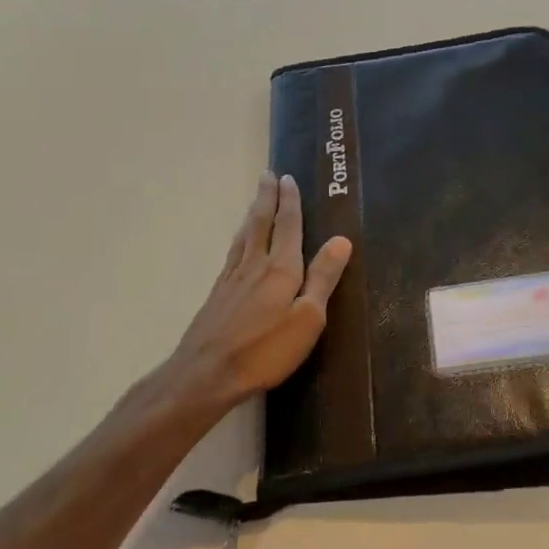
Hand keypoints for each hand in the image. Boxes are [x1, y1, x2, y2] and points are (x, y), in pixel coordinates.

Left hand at [163, 172, 352, 415]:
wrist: (207, 373)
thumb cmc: (265, 350)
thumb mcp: (308, 318)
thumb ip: (323, 278)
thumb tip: (341, 240)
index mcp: (280, 268)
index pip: (287, 226)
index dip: (289, 202)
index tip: (288, 178)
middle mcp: (254, 265)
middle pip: (260, 223)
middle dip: (267, 198)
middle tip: (267, 175)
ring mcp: (232, 279)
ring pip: (244, 236)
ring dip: (252, 214)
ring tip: (256, 200)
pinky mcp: (218, 294)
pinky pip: (233, 253)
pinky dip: (239, 237)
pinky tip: (239, 243)